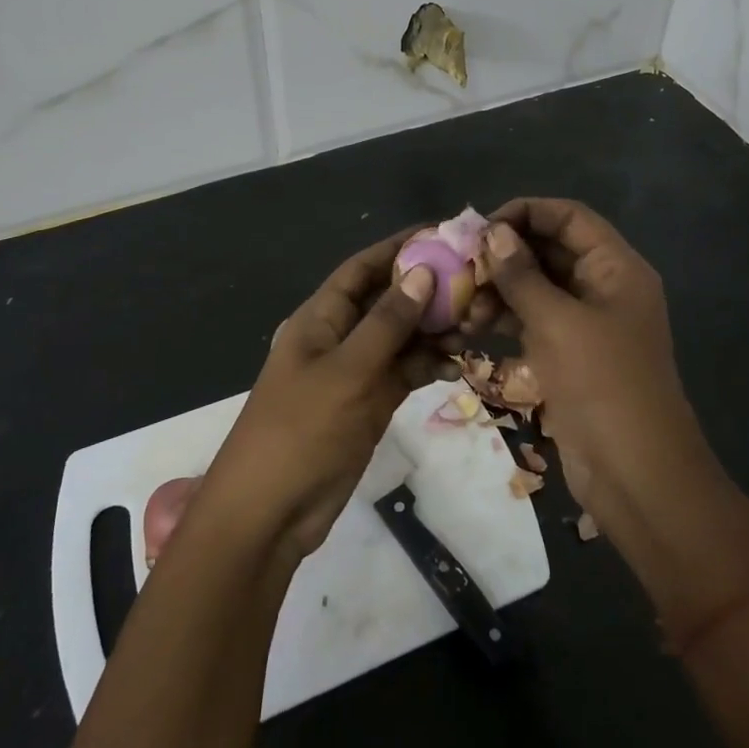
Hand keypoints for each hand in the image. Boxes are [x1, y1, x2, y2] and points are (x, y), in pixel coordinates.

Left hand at [191, 231, 447, 561]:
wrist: (270, 514)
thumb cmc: (302, 431)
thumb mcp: (347, 371)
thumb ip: (387, 323)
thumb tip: (422, 272)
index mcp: (320, 318)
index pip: (363, 268)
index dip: (399, 247)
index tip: (443, 233)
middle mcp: (339, 337)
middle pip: (387, 300)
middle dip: (428, 290)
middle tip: (478, 283)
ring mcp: (355, 372)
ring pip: (401, 338)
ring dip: (435, 329)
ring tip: (477, 324)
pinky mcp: (369, 403)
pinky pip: (404, 372)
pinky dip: (429, 365)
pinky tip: (459, 365)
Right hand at [477, 199, 748, 627]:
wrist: (636, 475)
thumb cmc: (603, 385)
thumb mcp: (558, 323)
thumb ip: (521, 275)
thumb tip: (492, 233)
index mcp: (615, 268)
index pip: (569, 217)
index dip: (526, 213)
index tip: (481, 229)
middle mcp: (602, 287)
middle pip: (549, 250)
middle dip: (505, 255)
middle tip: (461, 269)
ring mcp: (585, 323)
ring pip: (536, 287)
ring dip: (499, 289)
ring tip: (463, 306)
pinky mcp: (568, 355)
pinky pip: (532, 321)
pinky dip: (504, 319)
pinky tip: (471, 327)